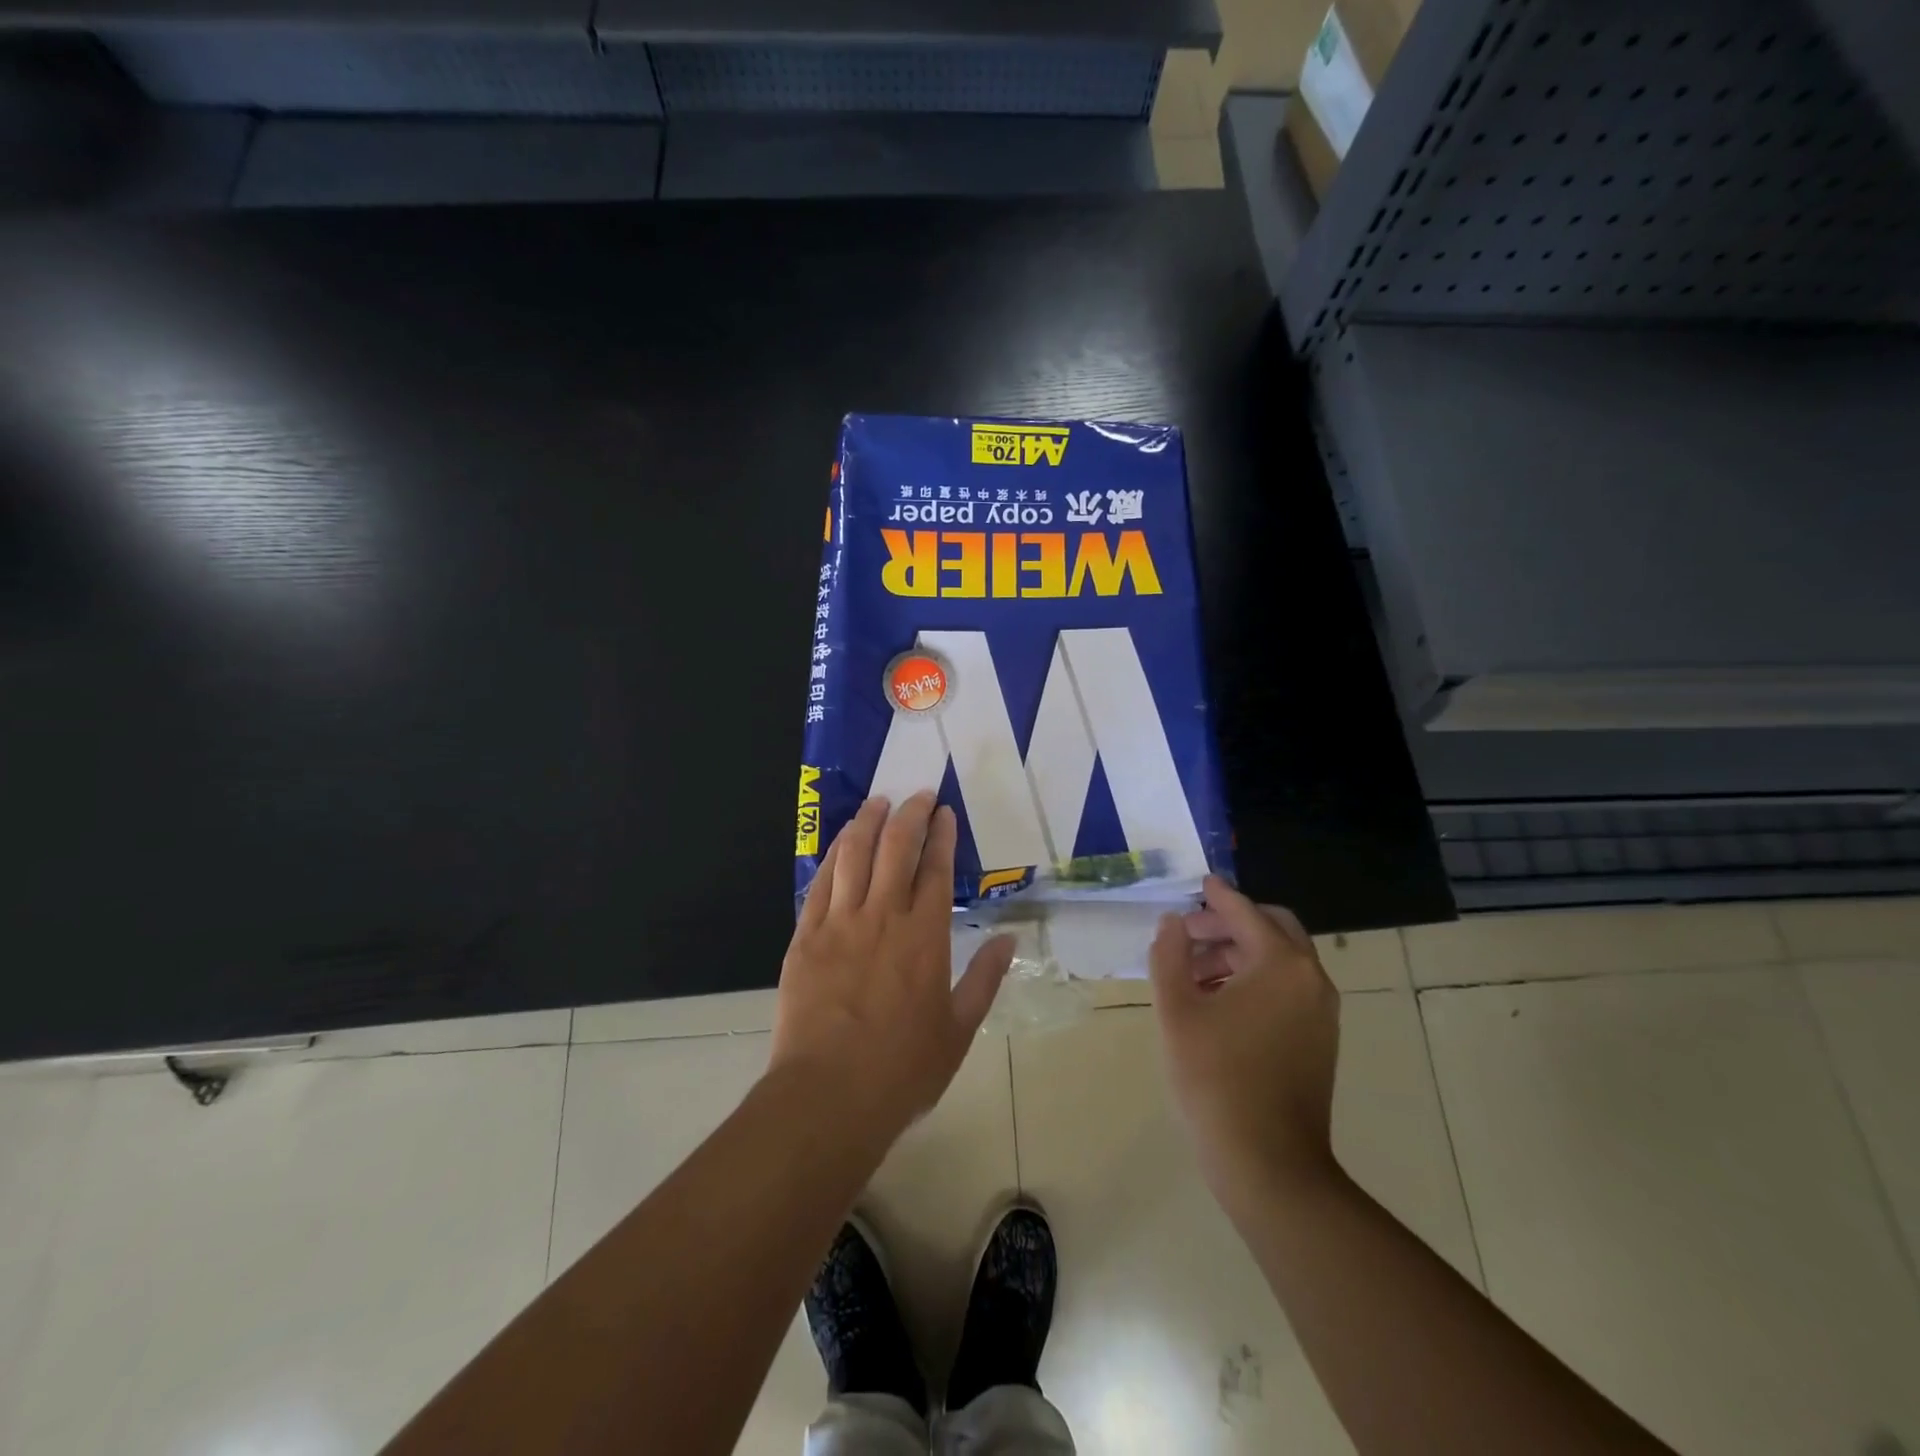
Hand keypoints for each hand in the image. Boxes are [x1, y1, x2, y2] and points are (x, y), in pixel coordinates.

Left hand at [771, 791, 1015, 1139]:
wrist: (828, 1095)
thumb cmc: (902, 1068)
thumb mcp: (959, 1029)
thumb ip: (985, 979)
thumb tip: (1009, 940)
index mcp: (925, 937)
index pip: (936, 869)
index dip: (941, 835)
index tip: (944, 812)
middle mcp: (883, 917)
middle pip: (896, 848)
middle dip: (909, 814)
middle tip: (917, 795)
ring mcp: (840, 923)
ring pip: (855, 855)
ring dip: (867, 823)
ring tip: (877, 802)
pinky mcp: (806, 937)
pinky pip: (821, 883)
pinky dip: (834, 855)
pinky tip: (841, 842)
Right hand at [1149, 875, 1340, 1207]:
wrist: (1268, 1162)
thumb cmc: (1215, 1078)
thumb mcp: (1177, 1009)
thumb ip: (1170, 954)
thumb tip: (1174, 923)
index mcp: (1280, 964)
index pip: (1245, 912)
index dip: (1217, 896)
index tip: (1199, 883)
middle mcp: (1311, 979)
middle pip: (1273, 929)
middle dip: (1230, 924)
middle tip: (1189, 935)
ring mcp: (1321, 1013)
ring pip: (1281, 961)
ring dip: (1240, 953)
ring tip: (1194, 972)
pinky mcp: (1320, 1040)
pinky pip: (1288, 989)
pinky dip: (1256, 979)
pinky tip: (1219, 1002)